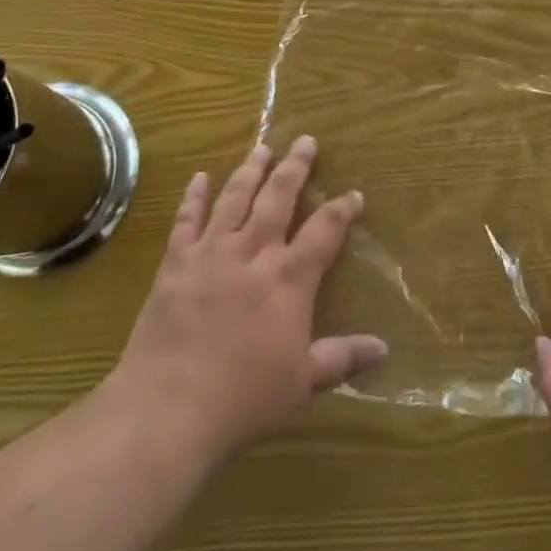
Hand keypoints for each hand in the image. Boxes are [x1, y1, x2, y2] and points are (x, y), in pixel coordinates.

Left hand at [101, 136, 385, 467]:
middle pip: (278, 197)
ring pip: (235, 198)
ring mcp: (211, 253)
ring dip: (251, 169)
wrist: (167, 410)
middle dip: (295, 166)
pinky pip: (186, 221)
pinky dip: (193, 197)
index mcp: (289, 278)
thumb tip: (384, 348)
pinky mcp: (176, 264)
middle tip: (305, 140)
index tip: (354, 195)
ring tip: (263, 147)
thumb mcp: (303, 383)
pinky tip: (199, 178)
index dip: (342, 210)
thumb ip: (342, 357)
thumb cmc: (243, 399)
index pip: (324, 231)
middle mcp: (253, 252)